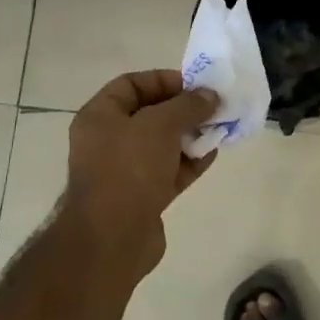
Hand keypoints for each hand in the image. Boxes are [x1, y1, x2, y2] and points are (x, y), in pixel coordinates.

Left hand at [65, 70, 218, 280]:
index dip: (163, 80)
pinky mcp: (142, 196)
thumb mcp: (160, 125)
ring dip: (190, 135)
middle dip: (183, 109)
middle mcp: (108, 140)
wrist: (112, 239)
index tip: (196, 86)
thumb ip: (188, 105)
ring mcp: (125, 171)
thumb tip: (210, 96)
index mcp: (100, 116)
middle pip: (150, 114)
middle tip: (214, 107)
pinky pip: (169, 170)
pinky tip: (213, 154)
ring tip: (220, 128)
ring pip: (162, 144)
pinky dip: (189, 162)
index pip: (131, 84)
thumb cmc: (129, 169)